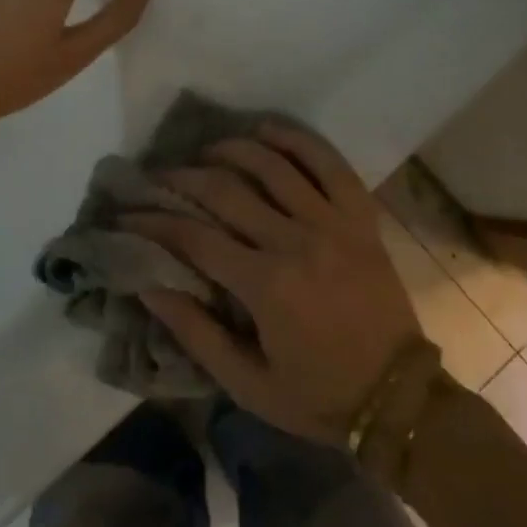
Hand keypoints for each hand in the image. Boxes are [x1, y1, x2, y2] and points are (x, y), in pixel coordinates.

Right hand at [126, 126, 422, 445]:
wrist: (399, 397)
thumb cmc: (318, 396)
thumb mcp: (248, 385)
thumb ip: (196, 333)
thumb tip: (148, 285)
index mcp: (267, 286)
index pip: (195, 238)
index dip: (153, 223)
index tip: (127, 214)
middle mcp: (296, 241)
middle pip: (227, 191)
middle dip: (182, 179)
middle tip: (158, 177)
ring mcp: (332, 222)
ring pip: (272, 165)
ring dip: (231, 149)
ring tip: (205, 152)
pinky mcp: (360, 215)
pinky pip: (327, 161)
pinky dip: (295, 139)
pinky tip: (266, 130)